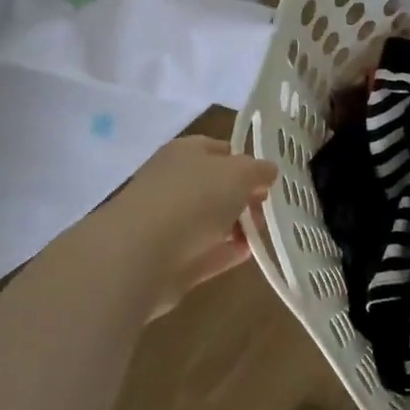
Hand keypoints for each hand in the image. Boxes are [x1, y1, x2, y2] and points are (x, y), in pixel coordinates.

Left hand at [98, 136, 275, 316]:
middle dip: (244, 196)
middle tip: (268, 207)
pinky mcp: (169, 260)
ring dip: (236, 226)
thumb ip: (258, 170)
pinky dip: (226, 253)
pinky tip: (248, 255)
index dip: (246, 160)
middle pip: (216, 186)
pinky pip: (205, 253)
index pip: (220, 149)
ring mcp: (168, 223)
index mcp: (185, 152)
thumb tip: (267, 172)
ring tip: (262, 233)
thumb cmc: (193, 198)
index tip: (270, 178)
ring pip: (210, 220)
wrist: (140, 255)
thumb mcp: (239, 172)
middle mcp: (174, 183)